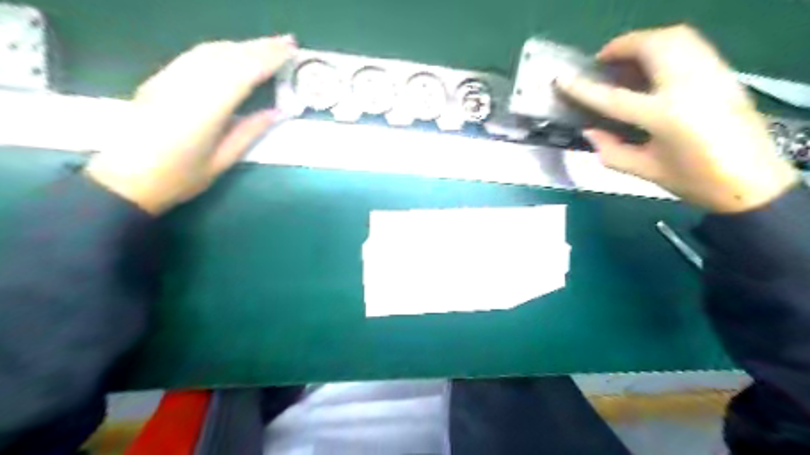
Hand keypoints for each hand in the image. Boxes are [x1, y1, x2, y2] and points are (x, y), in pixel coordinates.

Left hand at [88, 34, 296, 213]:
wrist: (124, 180)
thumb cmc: (179, 177)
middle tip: (287, 41)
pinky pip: (195, 56)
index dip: (268, 59)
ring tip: (266, 46)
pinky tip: (233, 53)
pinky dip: (220, 50)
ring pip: (210, 51)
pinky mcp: (160, 79)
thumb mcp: (222, 161)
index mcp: (205, 110)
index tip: (291, 50)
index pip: (242, 73)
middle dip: (259, 46)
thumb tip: (276, 112)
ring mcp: (169, 79)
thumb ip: (249, 132)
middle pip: (227, 56)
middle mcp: (186, 86)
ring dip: (241, 46)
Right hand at [557, 25, 795, 213]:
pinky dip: (666, 46)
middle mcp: (690, 86)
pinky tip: (653, 66)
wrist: (752, 182)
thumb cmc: (694, 181)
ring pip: (675, 37)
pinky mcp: (724, 73)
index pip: (614, 97)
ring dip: (644, 41)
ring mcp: (712, 74)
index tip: (561, 79)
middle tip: (602, 61)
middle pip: (651, 47)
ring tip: (626, 60)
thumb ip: (611, 150)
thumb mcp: (645, 170)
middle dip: (621, 47)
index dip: (583, 88)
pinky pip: (691, 45)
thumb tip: (589, 131)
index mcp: (665, 117)